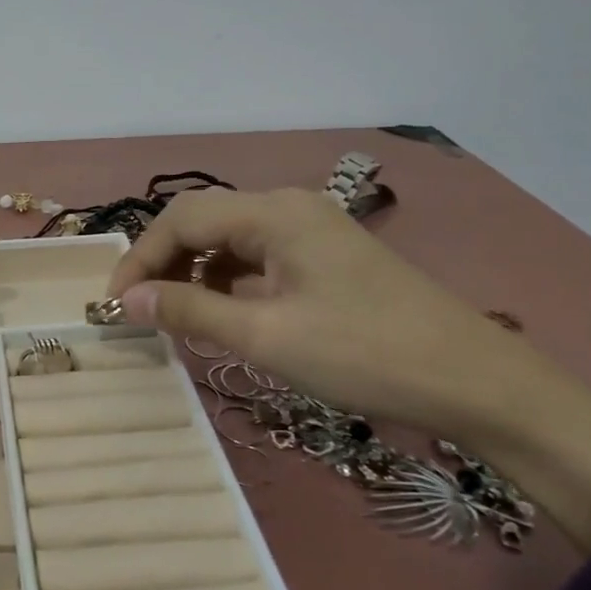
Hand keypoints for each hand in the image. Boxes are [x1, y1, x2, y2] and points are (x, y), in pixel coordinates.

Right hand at [107, 187, 590, 549]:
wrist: (476, 382)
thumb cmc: (364, 354)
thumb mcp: (265, 334)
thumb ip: (188, 308)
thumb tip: (125, 298)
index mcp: (273, 212)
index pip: (181, 219)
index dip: (138, 257)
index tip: (114, 304)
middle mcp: (289, 207)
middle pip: (204, 221)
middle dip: (163, 262)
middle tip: (140, 310)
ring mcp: (313, 230)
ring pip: (231, 240)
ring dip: (195, 272)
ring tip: (177, 316)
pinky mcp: (328, 258)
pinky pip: (259, 257)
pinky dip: (230, 281)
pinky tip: (227, 313)